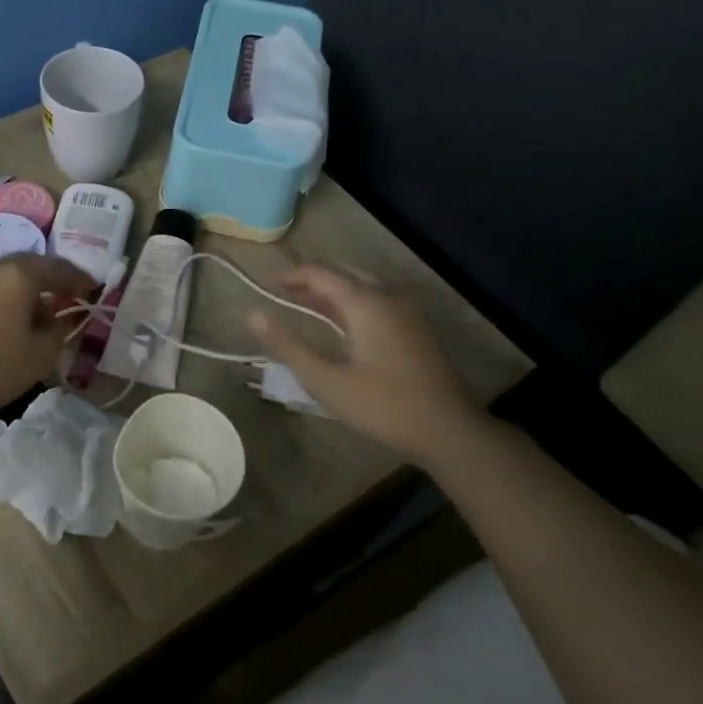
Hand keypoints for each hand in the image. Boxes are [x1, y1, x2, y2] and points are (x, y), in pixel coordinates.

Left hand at [0, 254, 95, 418]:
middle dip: (52, 278)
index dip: (80, 279)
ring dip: (26, 287)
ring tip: (37, 308)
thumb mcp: (41, 355)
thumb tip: (63, 317)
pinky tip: (7, 316)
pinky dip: (4, 295)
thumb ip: (60, 330)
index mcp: (19, 275)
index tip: (94, 289)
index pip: (59, 269)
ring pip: (6, 274)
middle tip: (68, 294)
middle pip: (31, 264)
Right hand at [248, 264, 486, 466]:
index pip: (320, 273)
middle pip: (343, 273)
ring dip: (332, 291)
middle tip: (283, 295)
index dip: (289, 276)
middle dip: (311, 279)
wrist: (450, 430)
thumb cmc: (383, 406)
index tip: (264, 286)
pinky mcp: (416, 328)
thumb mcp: (326, 381)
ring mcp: (407, 311)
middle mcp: (388, 297)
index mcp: (365, 303)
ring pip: (363, 285)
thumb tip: (252, 314)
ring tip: (306, 307)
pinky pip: (377, 300)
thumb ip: (288, 346)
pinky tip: (342, 326)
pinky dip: (352, 302)